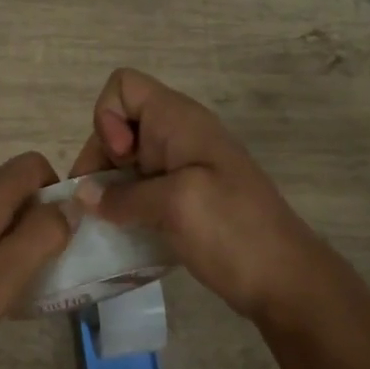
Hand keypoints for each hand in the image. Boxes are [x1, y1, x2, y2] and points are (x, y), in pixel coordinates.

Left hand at [0, 152, 71, 368]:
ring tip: (12, 284)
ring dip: (11, 238)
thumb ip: (42, 235)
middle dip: (36, 219)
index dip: (57, 193)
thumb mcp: (2, 275)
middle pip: (13, 186)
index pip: (34, 165)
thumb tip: (70, 204)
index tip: (61, 237)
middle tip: (42, 268)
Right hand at [69, 68, 336, 324]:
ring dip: (108, 190)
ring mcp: (181, 170)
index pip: (123, 87)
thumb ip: (123, 196)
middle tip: (97, 206)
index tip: (120, 160)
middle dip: (99, 162)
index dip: (107, 119)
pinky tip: (121, 236)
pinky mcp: (183, 201)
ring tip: (103, 226)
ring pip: (125, 163)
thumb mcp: (175, 205)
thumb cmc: (232, 230)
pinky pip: (140, 191)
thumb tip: (83, 197)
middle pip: (117, 128)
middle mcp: (176, 137)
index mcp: (178, 121)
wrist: (285, 281)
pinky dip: (125, 208)